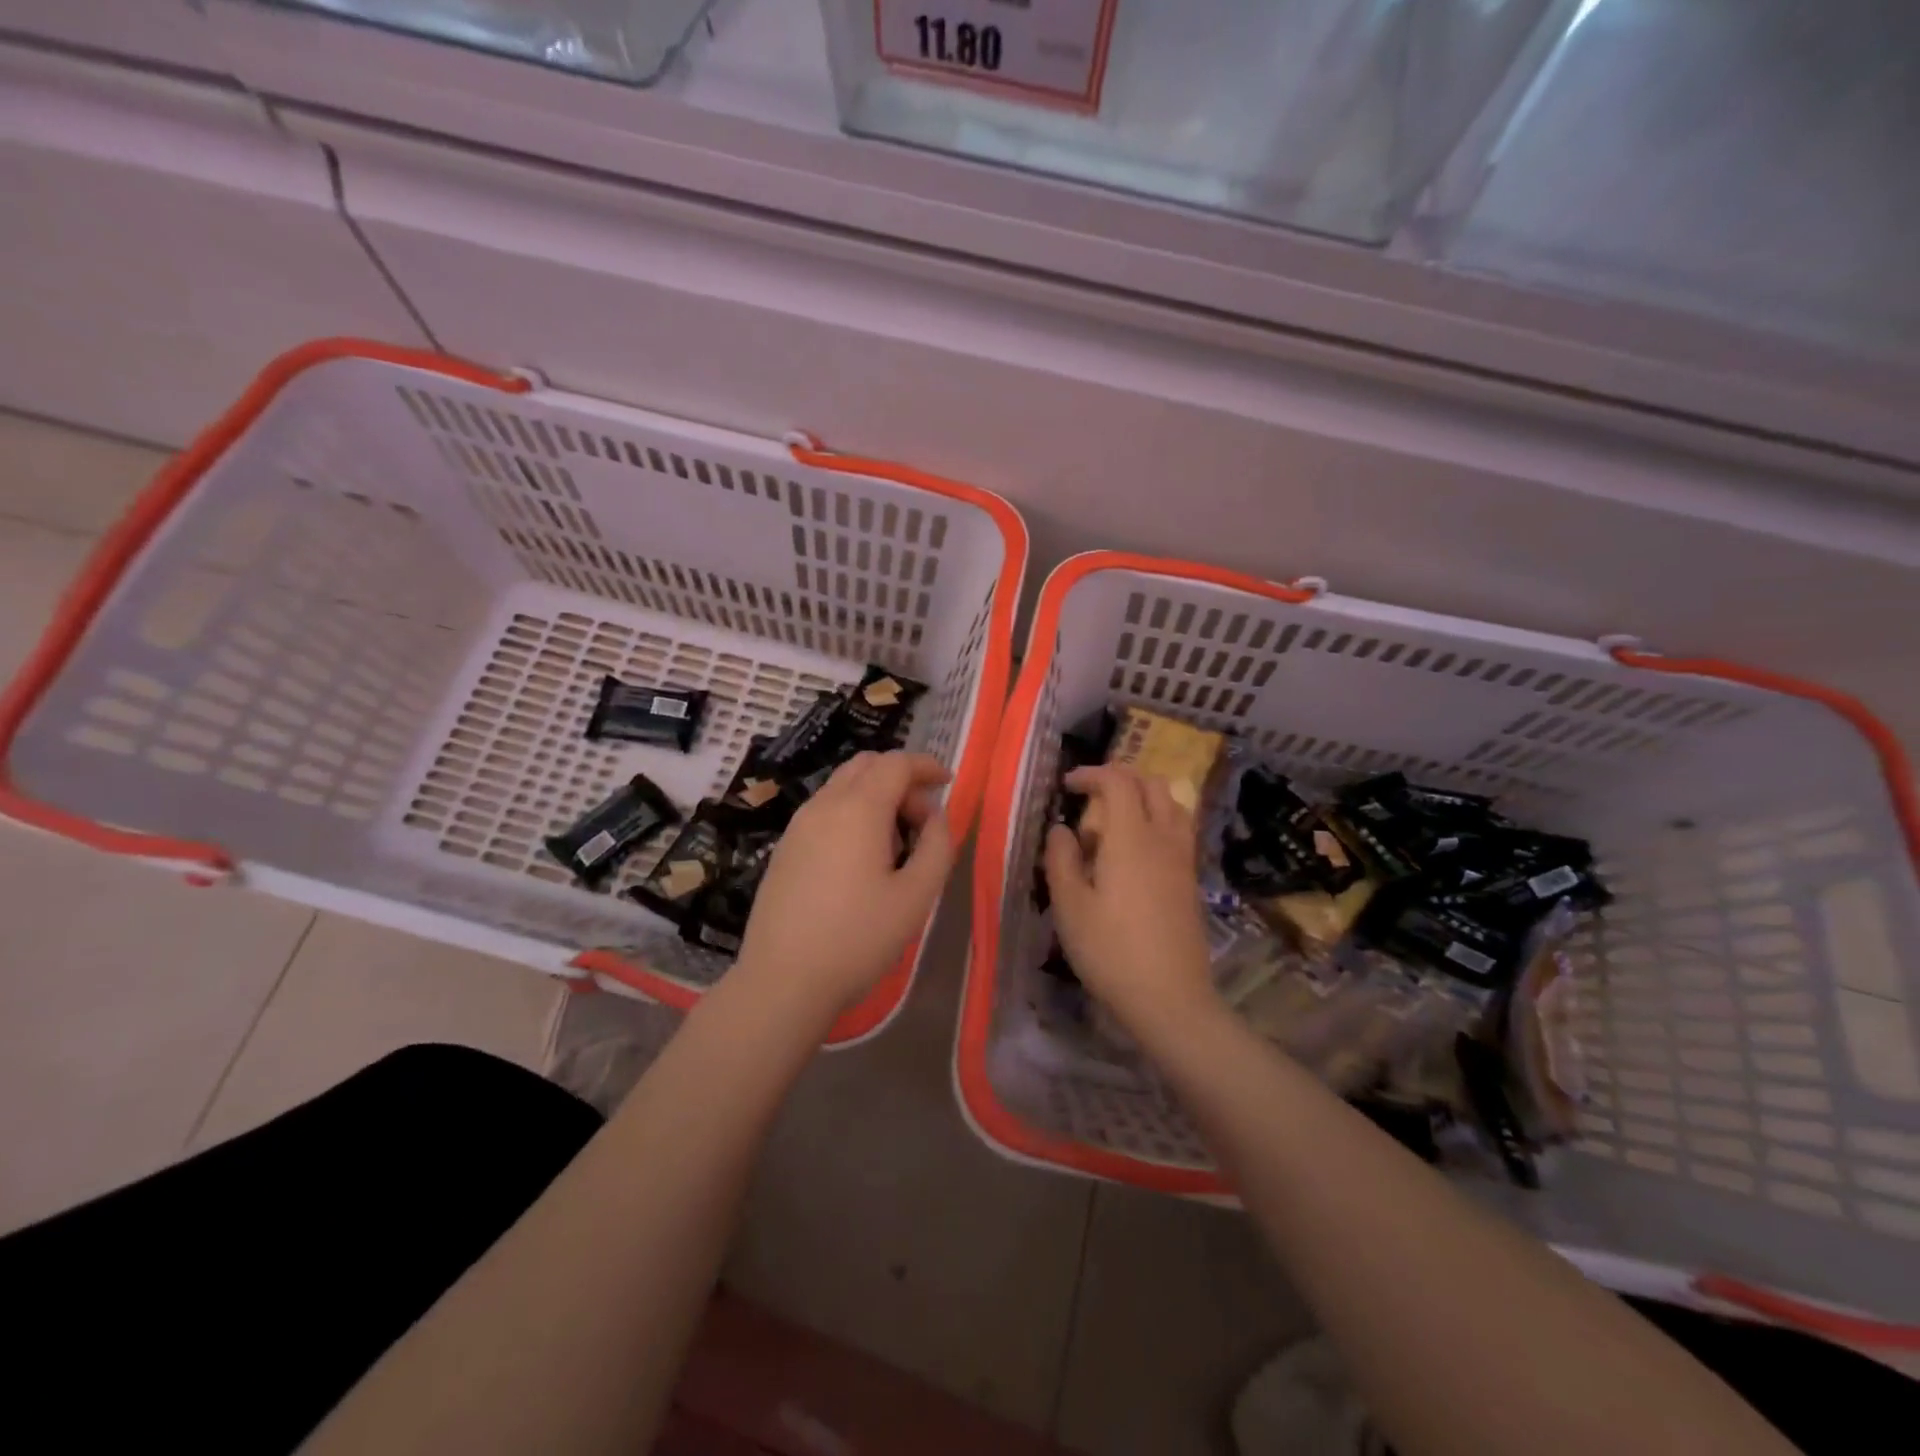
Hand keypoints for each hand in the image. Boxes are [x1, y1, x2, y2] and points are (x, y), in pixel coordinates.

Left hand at [737, 752, 953, 1012]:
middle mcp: (823, 805)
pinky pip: (825, 811)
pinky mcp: (784, 848)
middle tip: (922, 817)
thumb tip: (934, 816)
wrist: (783, 980)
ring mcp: (797, 826)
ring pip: (842, 786)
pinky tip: (861, 859)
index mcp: (858, 809)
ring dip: (875, 795)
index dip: (925, 766)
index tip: (947, 783)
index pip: (895, 763)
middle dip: (900, 777)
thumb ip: (937, 845)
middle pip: (865, 765)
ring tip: (896, 843)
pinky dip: (852, 813)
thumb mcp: (916, 896)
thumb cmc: (858, 938)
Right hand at [1044, 765, 1216, 1033]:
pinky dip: (1157, 822)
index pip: (1119, 782)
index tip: (1068, 785)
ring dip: (1143, 799)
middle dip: (1120, 779)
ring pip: (1172, 805)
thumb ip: (1062, 859)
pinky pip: (1178, 831)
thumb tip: (1062, 830)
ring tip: (1115, 823)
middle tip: (1091, 799)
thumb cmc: (1111, 950)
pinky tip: (1134, 854)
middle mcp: (1163, 839)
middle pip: (1152, 784)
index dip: (1092, 774)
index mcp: (1131, 838)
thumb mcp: (1070, 906)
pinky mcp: (1191, 881)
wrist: (1170, 998)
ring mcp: (1183, 860)